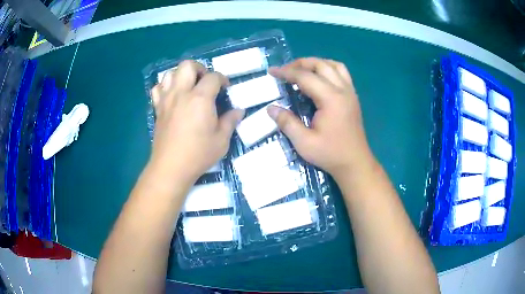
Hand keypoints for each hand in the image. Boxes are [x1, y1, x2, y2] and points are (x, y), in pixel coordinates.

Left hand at [150, 60, 243, 183]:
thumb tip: (239, 110)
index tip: (225, 88)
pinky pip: (157, 89)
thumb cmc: (199, 154)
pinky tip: (172, 96)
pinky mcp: (157, 109)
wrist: (171, 167)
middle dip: (199, 68)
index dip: (222, 79)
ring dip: (181, 75)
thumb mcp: (222, 140)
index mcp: (200, 99)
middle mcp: (182, 93)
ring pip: (170, 73)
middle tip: (205, 82)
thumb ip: (230, 121)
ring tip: (188, 87)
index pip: (213, 77)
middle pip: (187, 65)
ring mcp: (167, 100)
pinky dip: (165, 87)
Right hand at [267, 58, 371, 177]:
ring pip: (334, 65)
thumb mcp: (304, 143)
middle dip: (300, 63)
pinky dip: (328, 69)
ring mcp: (350, 92)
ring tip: (302, 70)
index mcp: (331, 99)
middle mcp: (343, 90)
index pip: (305, 77)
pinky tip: (320, 78)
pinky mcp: (353, 97)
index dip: (286, 72)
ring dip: (316, 63)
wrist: (355, 163)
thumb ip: (287, 123)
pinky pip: (342, 73)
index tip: (272, 71)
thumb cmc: (330, 154)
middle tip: (285, 70)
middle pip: (321, 65)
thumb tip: (270, 108)